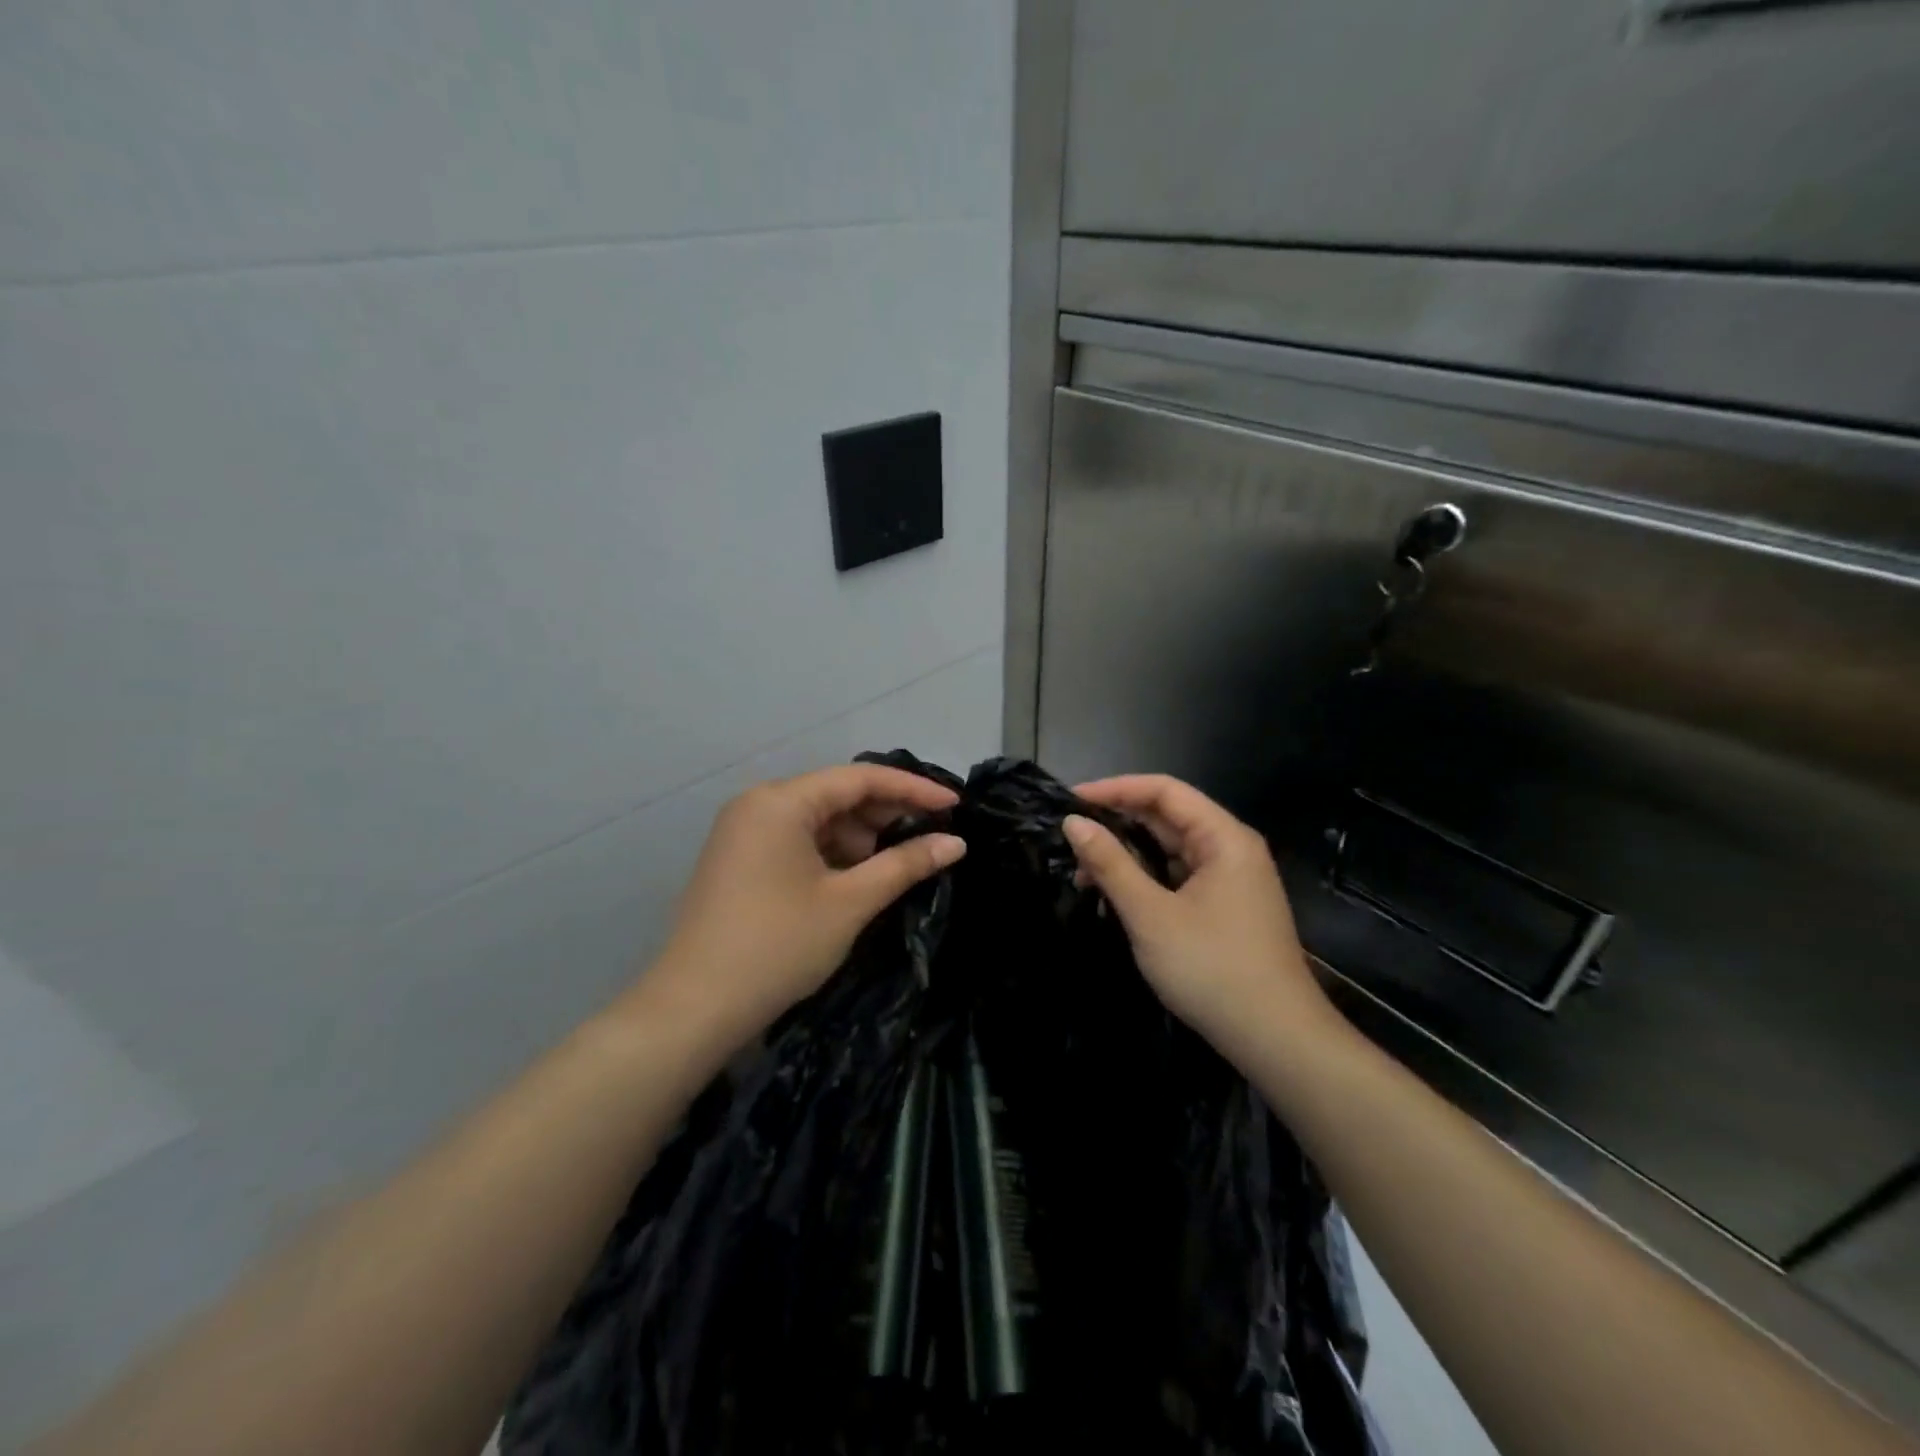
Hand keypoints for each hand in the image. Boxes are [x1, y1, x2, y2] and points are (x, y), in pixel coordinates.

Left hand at [637, 765, 965, 1047]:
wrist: (694, 1008)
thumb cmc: (778, 946)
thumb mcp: (850, 902)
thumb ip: (905, 864)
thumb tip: (956, 844)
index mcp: (781, 801)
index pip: (859, 778)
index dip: (912, 789)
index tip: (954, 806)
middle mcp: (759, 804)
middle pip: (836, 795)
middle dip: (885, 815)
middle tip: (931, 838)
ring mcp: (744, 832)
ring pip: (818, 820)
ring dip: (860, 838)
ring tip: (898, 864)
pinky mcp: (740, 859)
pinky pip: (797, 841)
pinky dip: (832, 854)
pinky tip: (859, 877)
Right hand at [1063, 775, 1334, 1054]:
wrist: (1276, 1040)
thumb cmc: (1212, 969)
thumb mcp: (1150, 915)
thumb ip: (1110, 864)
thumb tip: (1074, 823)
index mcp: (1223, 838)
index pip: (1164, 790)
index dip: (1115, 789)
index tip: (1071, 801)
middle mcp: (1231, 849)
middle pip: (1168, 817)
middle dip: (1118, 823)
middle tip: (1070, 838)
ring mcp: (1230, 880)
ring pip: (1170, 850)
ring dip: (1128, 855)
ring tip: (1083, 873)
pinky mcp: (1225, 908)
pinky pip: (1178, 876)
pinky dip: (1145, 880)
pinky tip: (1115, 896)